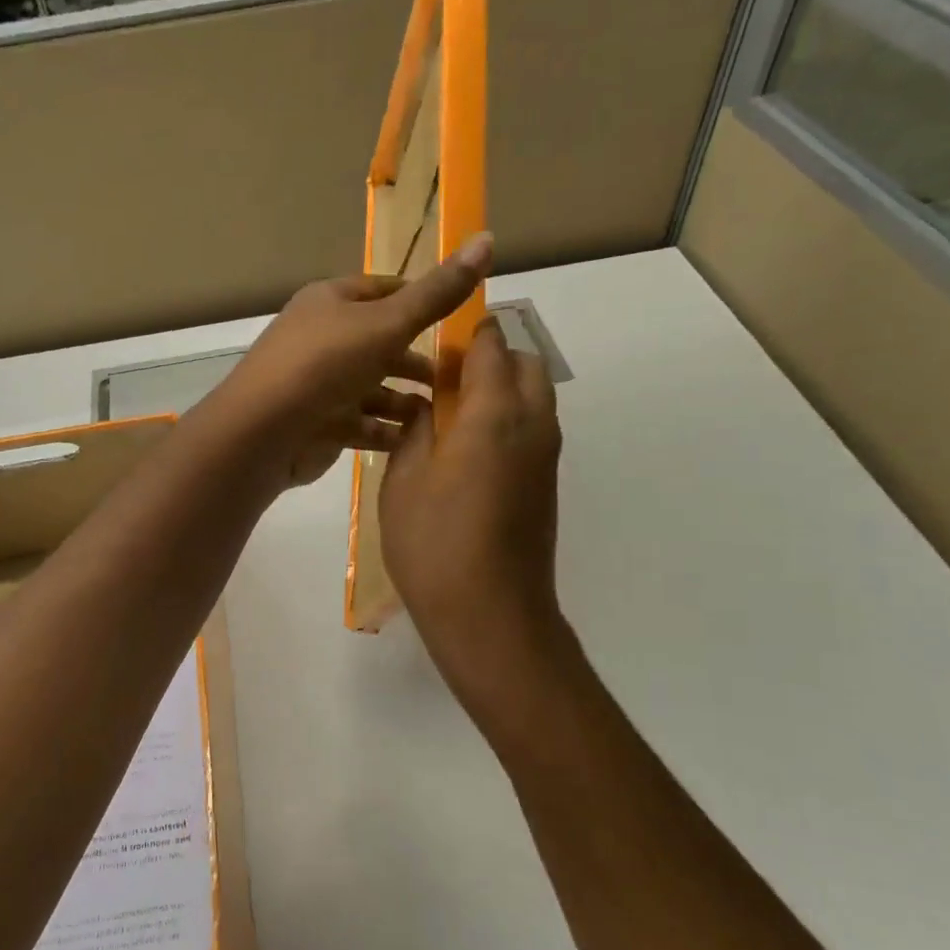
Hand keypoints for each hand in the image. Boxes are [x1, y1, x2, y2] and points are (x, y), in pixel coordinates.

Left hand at [204, 234, 492, 490]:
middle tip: (461, 377)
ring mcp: (317, 384)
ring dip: (406, 400)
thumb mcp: (388, 323)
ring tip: (446, 414)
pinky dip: (387, 431)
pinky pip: (361, 424)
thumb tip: (487, 238)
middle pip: (380, 343)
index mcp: (331, 301)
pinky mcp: (317, 425)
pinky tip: (418, 442)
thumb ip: (437, 293)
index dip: (423, 301)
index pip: (385, 291)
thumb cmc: (325, 364)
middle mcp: (322, 337)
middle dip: (418, 359)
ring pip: (372, 388)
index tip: (462, 320)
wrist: (263, 431)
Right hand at [380, 314, 567, 711]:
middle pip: (527, 367)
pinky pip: (533, 431)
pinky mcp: (546, 487)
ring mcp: (546, 459)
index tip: (438, 337)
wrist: (492, 616)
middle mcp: (533, 427)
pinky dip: (508, 423)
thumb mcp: (403, 481)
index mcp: (495, 416)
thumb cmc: (435, 545)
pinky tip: (467, 456)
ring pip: (535, 400)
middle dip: (493, 359)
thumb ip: (417, 430)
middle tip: (444, 382)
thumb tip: (430, 407)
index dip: (469, 333)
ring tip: (451, 418)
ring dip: (502, 391)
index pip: (492, 349)